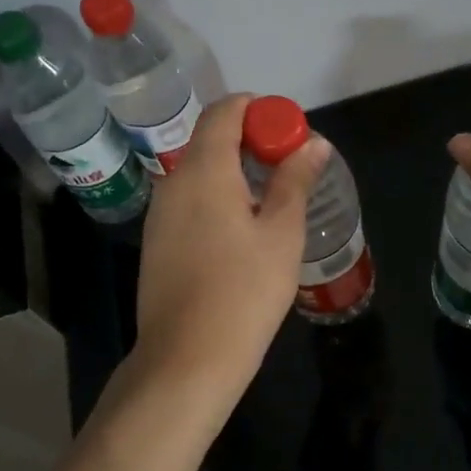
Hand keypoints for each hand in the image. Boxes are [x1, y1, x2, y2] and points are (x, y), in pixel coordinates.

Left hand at [129, 93, 330, 426]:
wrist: (186, 360)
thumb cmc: (243, 292)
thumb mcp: (282, 233)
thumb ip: (295, 180)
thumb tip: (313, 143)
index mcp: (204, 169)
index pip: (226, 111)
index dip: (260, 110)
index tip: (290, 132)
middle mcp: (174, 181)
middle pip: (212, 138)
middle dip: (252, 141)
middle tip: (291, 167)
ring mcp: (160, 213)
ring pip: (200, 171)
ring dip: (236, 170)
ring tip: (274, 199)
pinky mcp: (157, 241)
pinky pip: (190, 199)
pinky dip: (218, 196)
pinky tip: (243, 229)